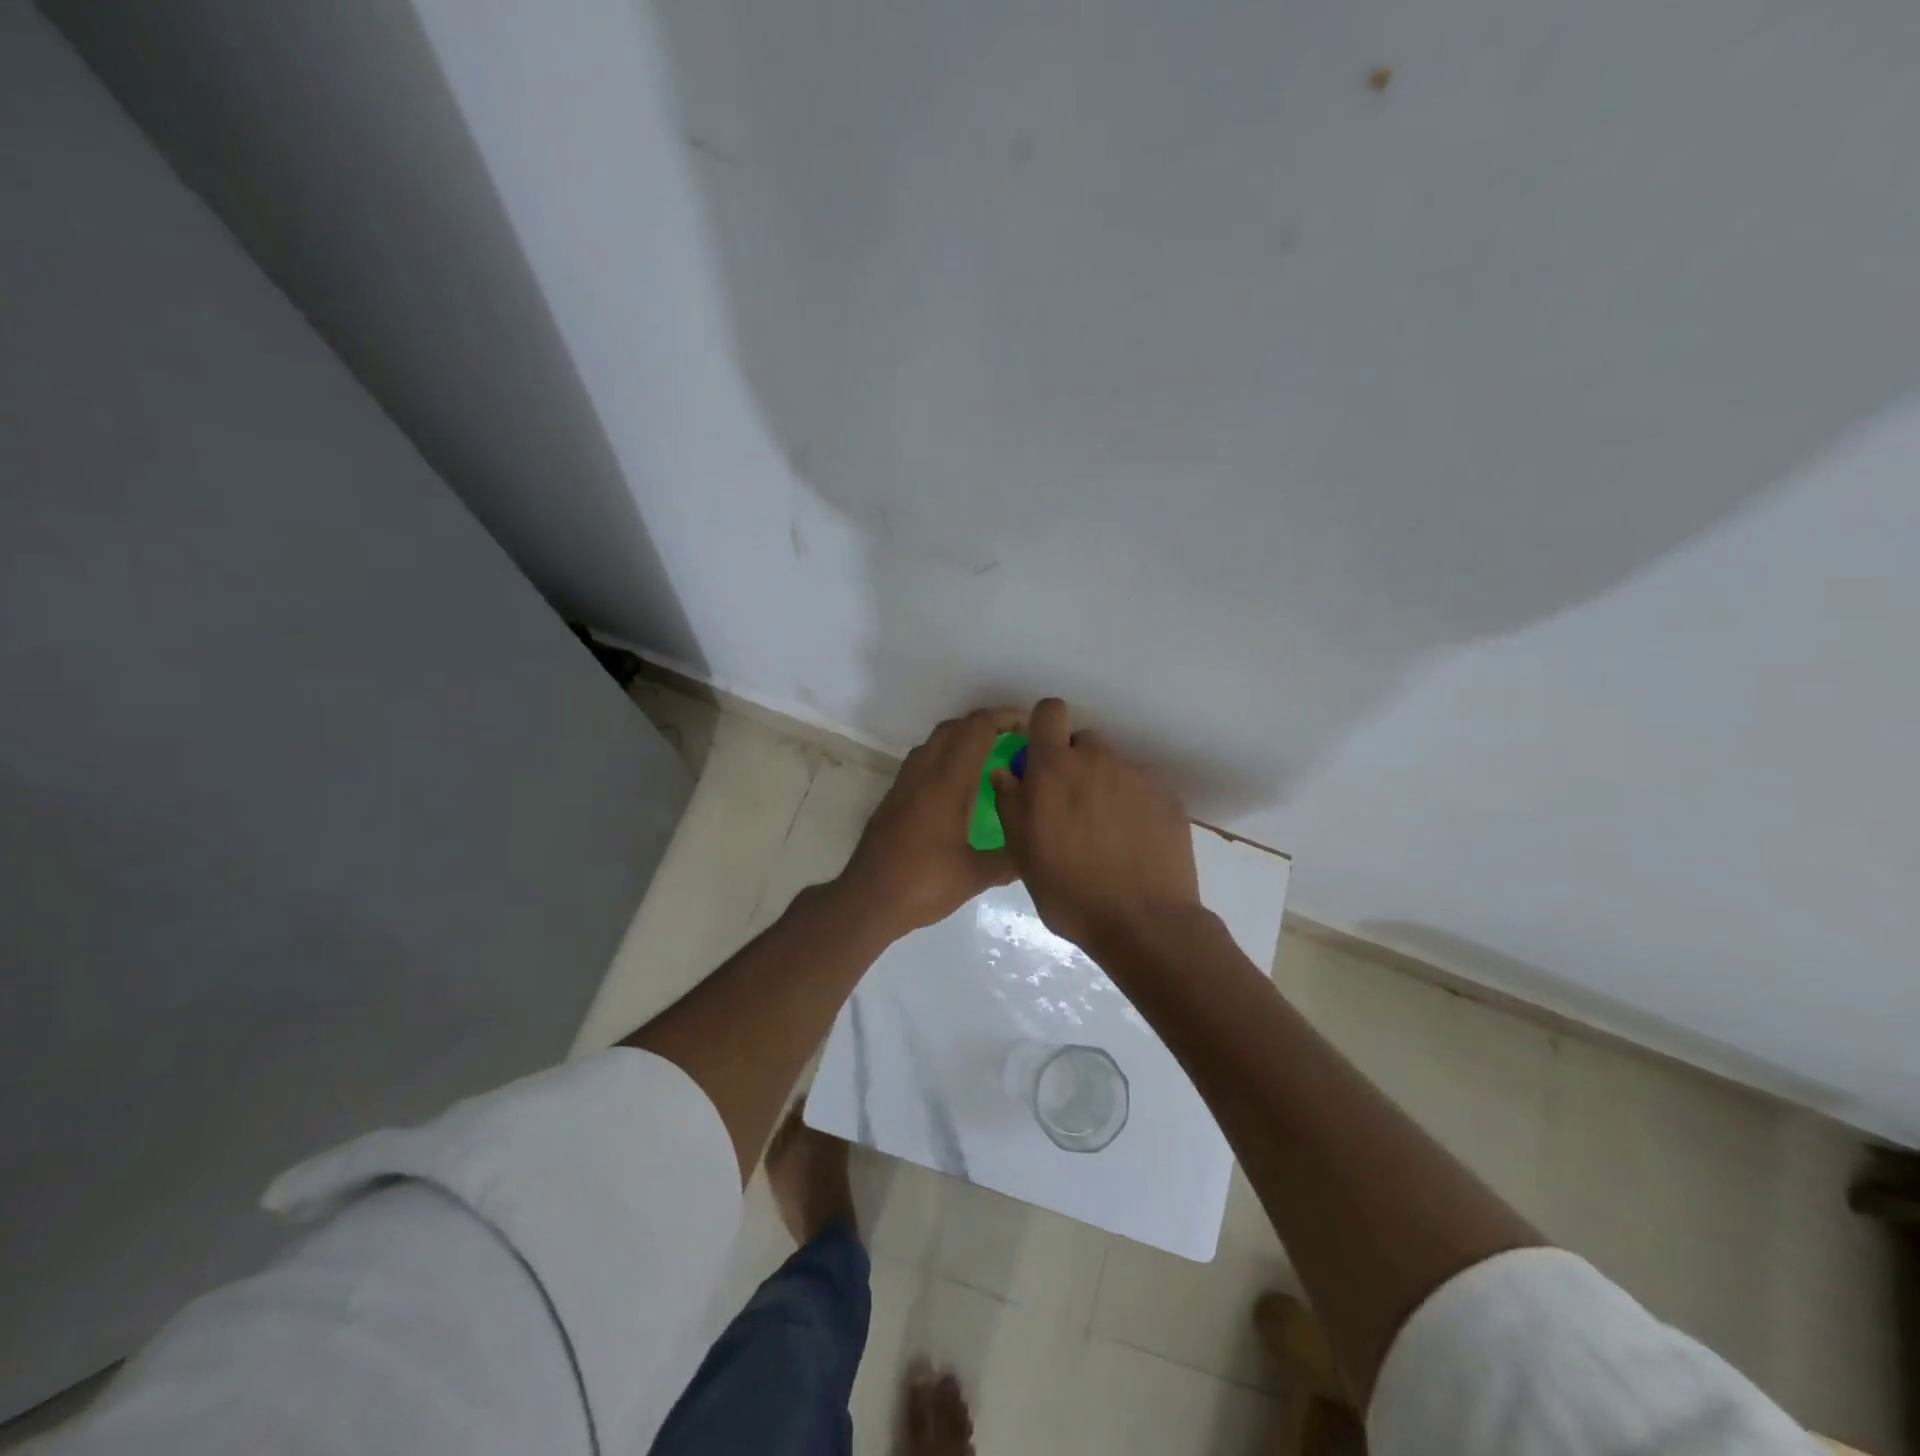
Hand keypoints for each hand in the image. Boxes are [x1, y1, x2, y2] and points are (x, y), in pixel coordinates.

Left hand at [838, 707, 1024, 936]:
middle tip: (1015, 741)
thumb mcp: (975, 876)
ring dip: (962, 739)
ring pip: (934, 743)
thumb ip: (1010, 859)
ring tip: (990, 759)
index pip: (977, 730)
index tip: (1030, 728)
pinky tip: (960, 787)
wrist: (866, 901)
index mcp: (946, 784)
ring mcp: (903, 785)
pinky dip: (945, 757)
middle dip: (986, 724)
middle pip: (954, 728)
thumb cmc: (922, 885)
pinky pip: (922, 761)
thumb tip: (1036, 848)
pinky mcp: (893, 799)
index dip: (1005, 718)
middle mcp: (922, 774)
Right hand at [990, 698, 1201, 957]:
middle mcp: (1098, 760)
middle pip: (1082, 742)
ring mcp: (1137, 777)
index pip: (1049, 711)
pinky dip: (1134, 806)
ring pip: (1113, 767)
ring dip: (1103, 787)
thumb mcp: (1023, 854)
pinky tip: (1134, 843)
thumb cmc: (1070, 892)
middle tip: (1071, 808)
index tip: (1040, 756)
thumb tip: (1006, 773)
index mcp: (1055, 769)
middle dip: (1073, 765)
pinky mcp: (1168, 797)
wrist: (1145, 923)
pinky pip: (1141, 789)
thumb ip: (1011, 804)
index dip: (1043, 727)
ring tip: (1106, 833)